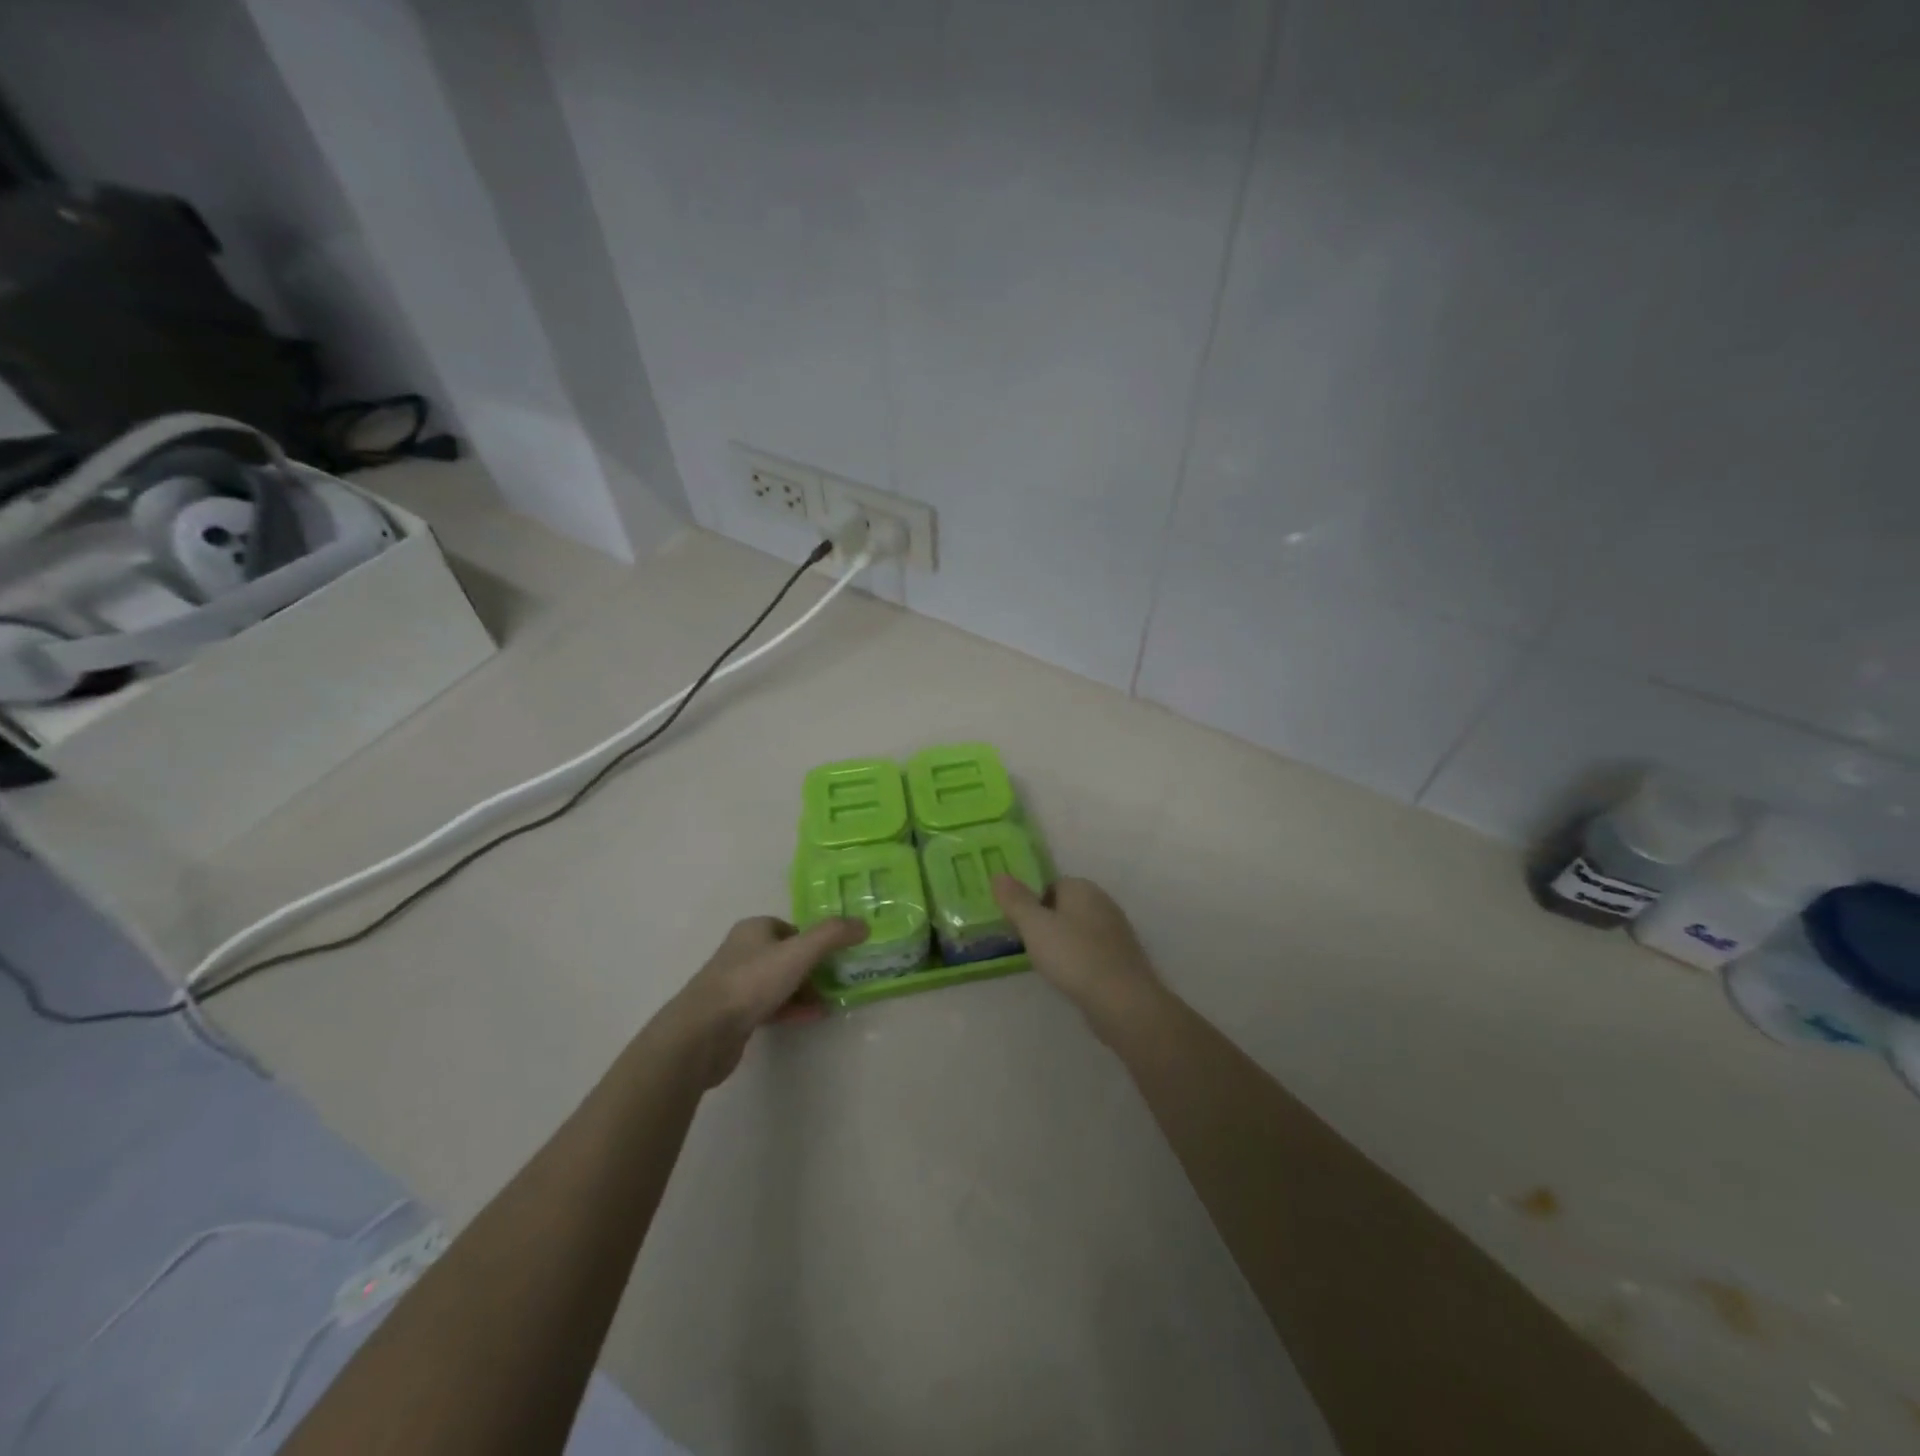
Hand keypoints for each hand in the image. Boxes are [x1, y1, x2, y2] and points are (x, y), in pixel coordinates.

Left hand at [652, 916, 866, 1085]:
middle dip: (813, 968)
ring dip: (805, 990)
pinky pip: (771, 1006)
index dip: (815, 940)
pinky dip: (792, 1009)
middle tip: (838, 980)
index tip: (837, 956)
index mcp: (754, 929)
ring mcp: (736, 984)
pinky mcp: (734, 1014)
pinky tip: (811, 1018)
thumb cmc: (751, 982)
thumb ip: (833, 935)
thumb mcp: (799, 953)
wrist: (703, 1032)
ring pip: (779, 982)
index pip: (792, 927)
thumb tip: (863, 924)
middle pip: (787, 955)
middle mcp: (743, 951)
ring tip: (830, 1001)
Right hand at [991, 876, 1162, 1038]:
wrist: (1122, 1000)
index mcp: (1083, 889)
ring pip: (1079, 930)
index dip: (1032, 904)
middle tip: (1029, 946)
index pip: (1051, 885)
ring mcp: (1116, 932)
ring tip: (1047, 965)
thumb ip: (1016, 900)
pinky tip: (1070, 978)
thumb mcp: (1034, 926)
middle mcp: (1103, 903)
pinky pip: (1092, 951)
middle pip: (1065, 907)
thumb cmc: (1073, 956)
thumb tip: (998, 874)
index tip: (1019, 927)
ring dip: (1063, 943)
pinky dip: (1079, 960)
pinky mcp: (1123, 958)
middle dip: (1047, 923)